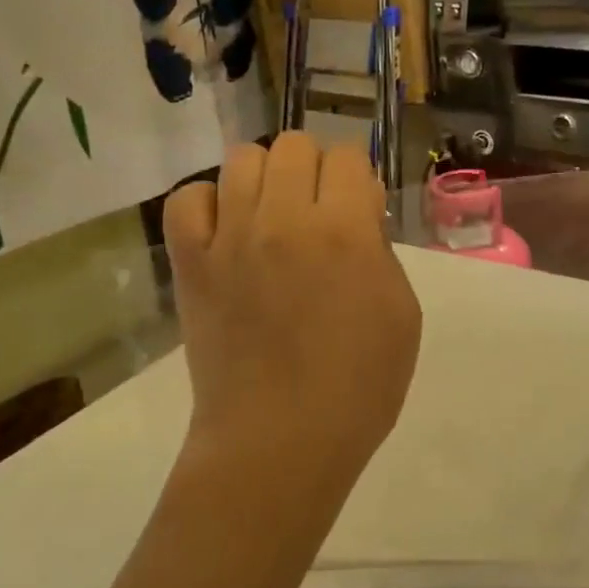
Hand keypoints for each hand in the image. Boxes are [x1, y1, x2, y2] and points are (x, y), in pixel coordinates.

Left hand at [165, 134, 421, 499]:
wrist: (280, 443)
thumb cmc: (359, 386)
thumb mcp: (402, 312)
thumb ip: (380, 250)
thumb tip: (356, 217)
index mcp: (344, 230)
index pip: (349, 156)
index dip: (359, 178)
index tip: (359, 210)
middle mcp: (284, 219)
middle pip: (295, 144)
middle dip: (315, 169)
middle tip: (318, 212)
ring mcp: (230, 238)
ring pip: (242, 158)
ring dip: (266, 177)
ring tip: (272, 215)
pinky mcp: (191, 264)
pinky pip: (187, 200)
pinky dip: (208, 203)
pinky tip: (228, 230)